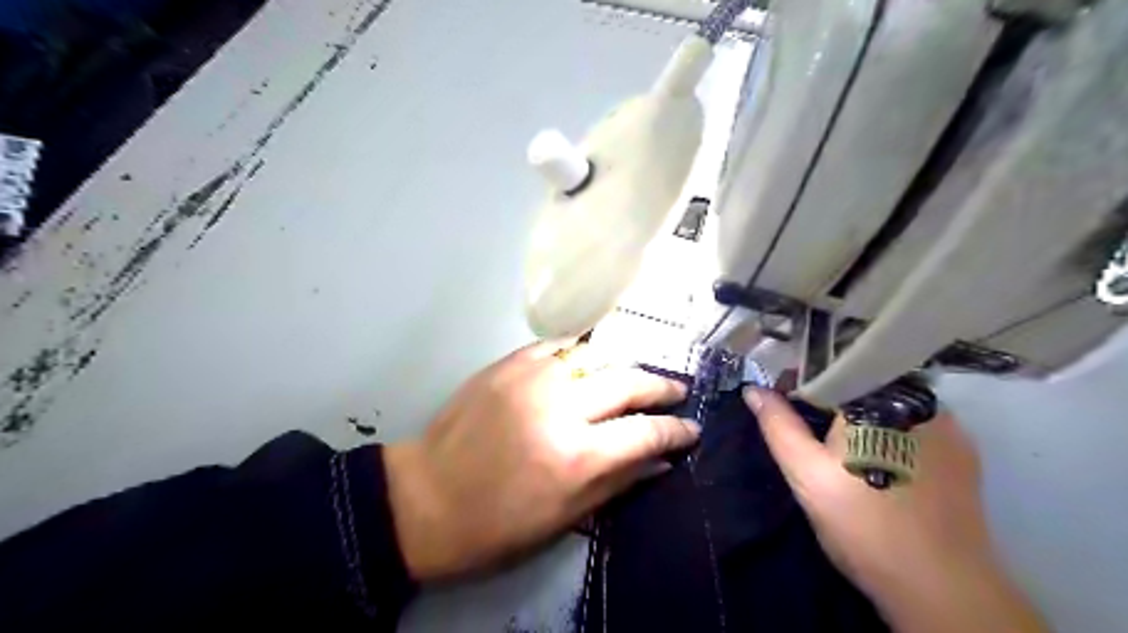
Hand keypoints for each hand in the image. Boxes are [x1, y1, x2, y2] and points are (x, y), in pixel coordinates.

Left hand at [383, 344, 696, 579]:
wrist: (425, 497)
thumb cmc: (495, 524)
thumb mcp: (564, 517)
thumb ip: (618, 482)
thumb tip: (661, 460)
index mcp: (576, 457)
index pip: (645, 432)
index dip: (675, 430)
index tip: (692, 429)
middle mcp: (560, 407)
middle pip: (627, 383)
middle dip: (660, 387)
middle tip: (677, 390)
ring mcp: (532, 377)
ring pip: (596, 356)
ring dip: (624, 366)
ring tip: (637, 377)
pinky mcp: (508, 364)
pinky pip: (558, 346)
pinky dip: (581, 353)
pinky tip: (590, 362)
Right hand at [748, 386, 1048, 632]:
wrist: (941, 589)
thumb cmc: (862, 524)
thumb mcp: (806, 473)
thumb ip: (778, 425)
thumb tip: (753, 389)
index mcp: (876, 397)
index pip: (829, 368)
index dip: (798, 380)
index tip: (780, 398)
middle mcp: (918, 399)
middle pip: (862, 382)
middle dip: (829, 395)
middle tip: (806, 424)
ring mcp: (949, 425)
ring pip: (889, 402)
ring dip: (861, 411)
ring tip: (840, 444)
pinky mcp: (964, 451)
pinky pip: (916, 423)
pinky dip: (890, 429)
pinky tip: (878, 457)